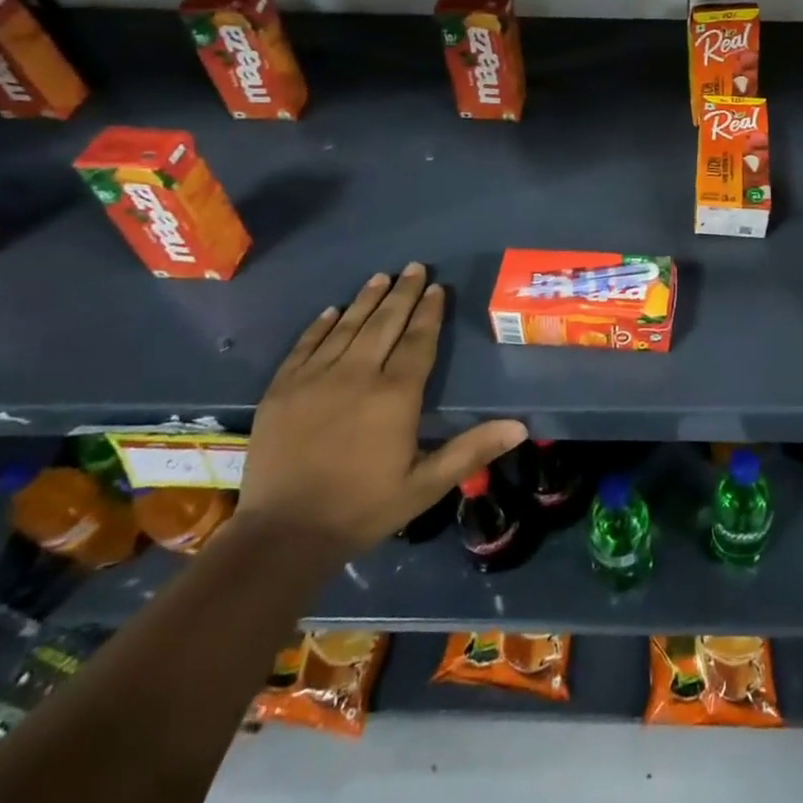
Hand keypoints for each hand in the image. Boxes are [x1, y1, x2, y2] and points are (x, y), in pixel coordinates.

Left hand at [236, 265, 526, 557]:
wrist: (283, 535)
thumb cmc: (363, 508)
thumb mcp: (426, 485)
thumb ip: (471, 450)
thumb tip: (521, 426)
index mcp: (394, 395)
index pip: (418, 341)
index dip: (429, 312)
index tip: (437, 288)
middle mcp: (356, 375)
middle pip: (384, 323)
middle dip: (402, 293)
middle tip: (413, 267)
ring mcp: (314, 379)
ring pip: (346, 327)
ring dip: (366, 300)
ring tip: (380, 277)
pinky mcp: (281, 390)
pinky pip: (305, 346)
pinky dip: (320, 325)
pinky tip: (331, 311)